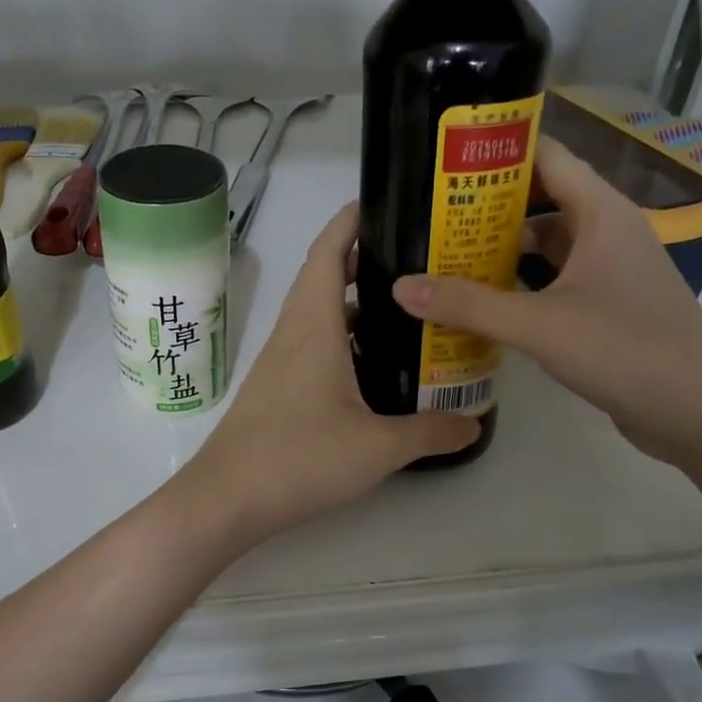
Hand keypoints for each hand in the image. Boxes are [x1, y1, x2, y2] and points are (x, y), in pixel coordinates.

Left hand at [183, 204, 477, 543]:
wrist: (227, 498)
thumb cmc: (299, 459)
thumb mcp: (378, 448)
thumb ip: (430, 432)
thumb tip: (474, 423)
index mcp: (314, 325)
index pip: (328, 251)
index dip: (352, 220)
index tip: (387, 203)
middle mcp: (293, 332)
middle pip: (323, 275)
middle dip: (363, 257)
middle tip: (415, 259)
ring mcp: (280, 360)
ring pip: (317, 312)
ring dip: (352, 300)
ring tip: (404, 306)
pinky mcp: (276, 386)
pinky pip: (311, 342)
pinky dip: (341, 336)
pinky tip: (372, 363)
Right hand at [392, 137, 701, 463]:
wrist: (698, 410)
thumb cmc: (623, 348)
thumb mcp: (537, 323)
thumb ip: (468, 305)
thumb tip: (400, 287)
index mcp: (601, 214)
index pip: (548, 158)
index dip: (501, 152)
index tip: (449, 158)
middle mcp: (608, 232)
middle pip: (543, 201)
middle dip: (490, 205)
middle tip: (433, 213)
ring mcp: (611, 271)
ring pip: (549, 244)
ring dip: (503, 249)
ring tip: (447, 254)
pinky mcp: (608, 306)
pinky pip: (555, 280)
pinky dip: (521, 284)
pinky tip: (484, 301)